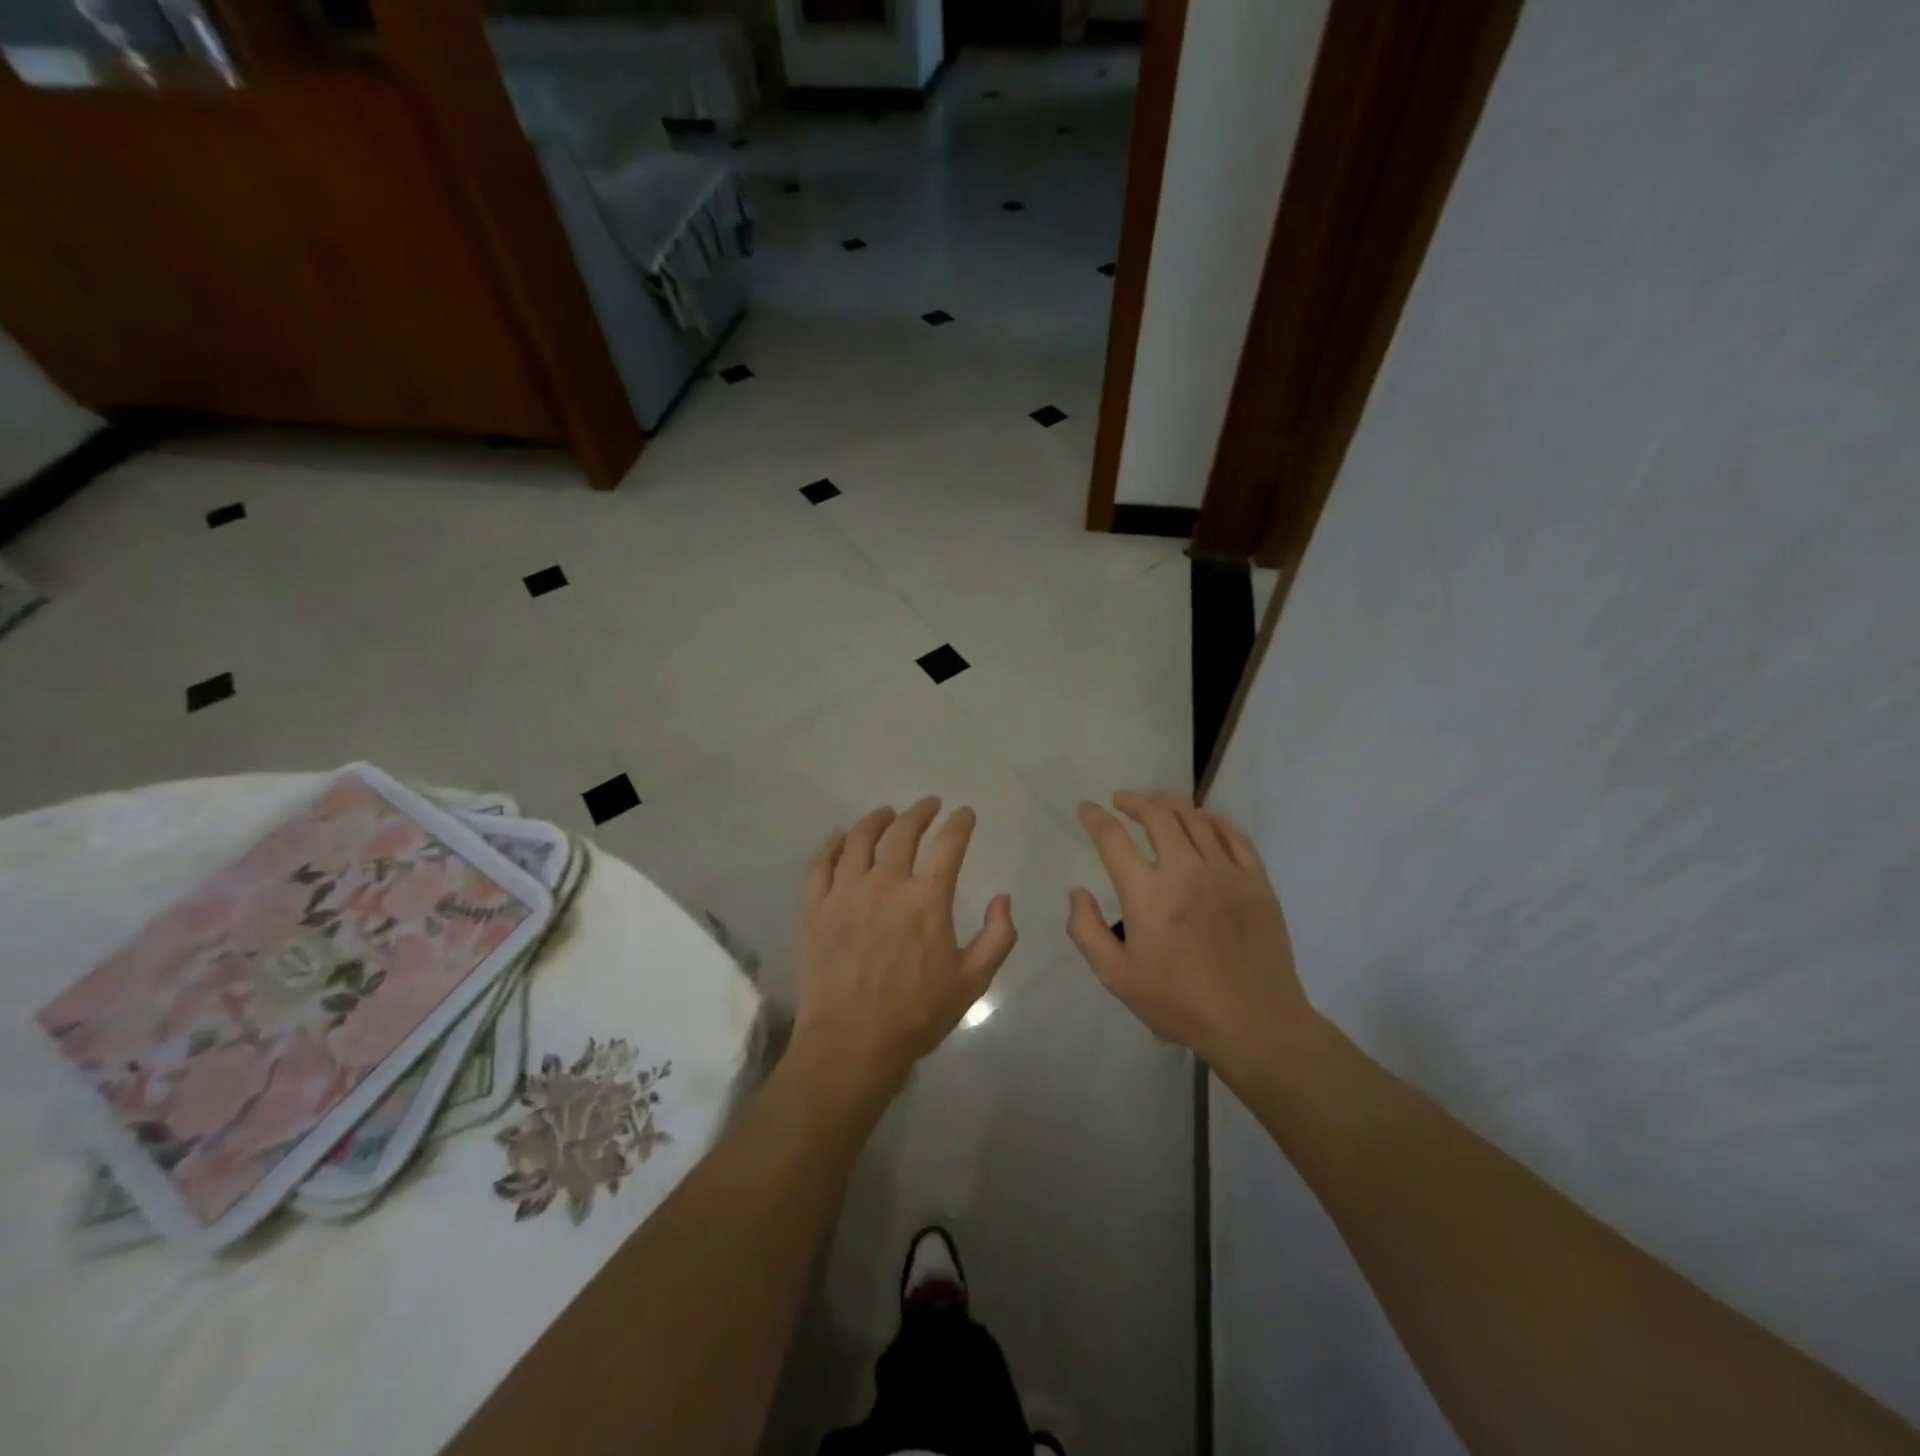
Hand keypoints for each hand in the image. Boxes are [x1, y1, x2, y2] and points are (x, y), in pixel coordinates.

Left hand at [790, 798, 1017, 1098]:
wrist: (850, 1043)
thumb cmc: (916, 1015)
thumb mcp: (973, 982)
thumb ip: (997, 936)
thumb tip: (1002, 899)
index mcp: (927, 898)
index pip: (949, 844)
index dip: (960, 823)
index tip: (964, 813)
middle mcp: (886, 883)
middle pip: (903, 832)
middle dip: (920, 812)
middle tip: (929, 805)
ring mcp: (845, 892)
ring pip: (859, 839)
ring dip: (877, 820)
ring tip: (886, 813)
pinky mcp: (815, 907)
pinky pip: (820, 863)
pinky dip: (832, 844)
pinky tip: (841, 837)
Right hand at [1067, 791, 1313, 1074]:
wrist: (1255, 1023)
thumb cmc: (1179, 1003)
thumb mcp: (1117, 977)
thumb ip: (1087, 931)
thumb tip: (1078, 893)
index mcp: (1147, 894)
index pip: (1113, 838)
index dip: (1095, 817)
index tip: (1087, 808)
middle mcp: (1185, 871)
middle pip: (1157, 814)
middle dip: (1134, 801)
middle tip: (1122, 800)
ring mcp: (1225, 872)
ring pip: (1195, 818)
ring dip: (1170, 804)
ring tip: (1157, 804)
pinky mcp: (1256, 881)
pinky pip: (1233, 835)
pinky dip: (1213, 820)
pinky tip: (1204, 821)